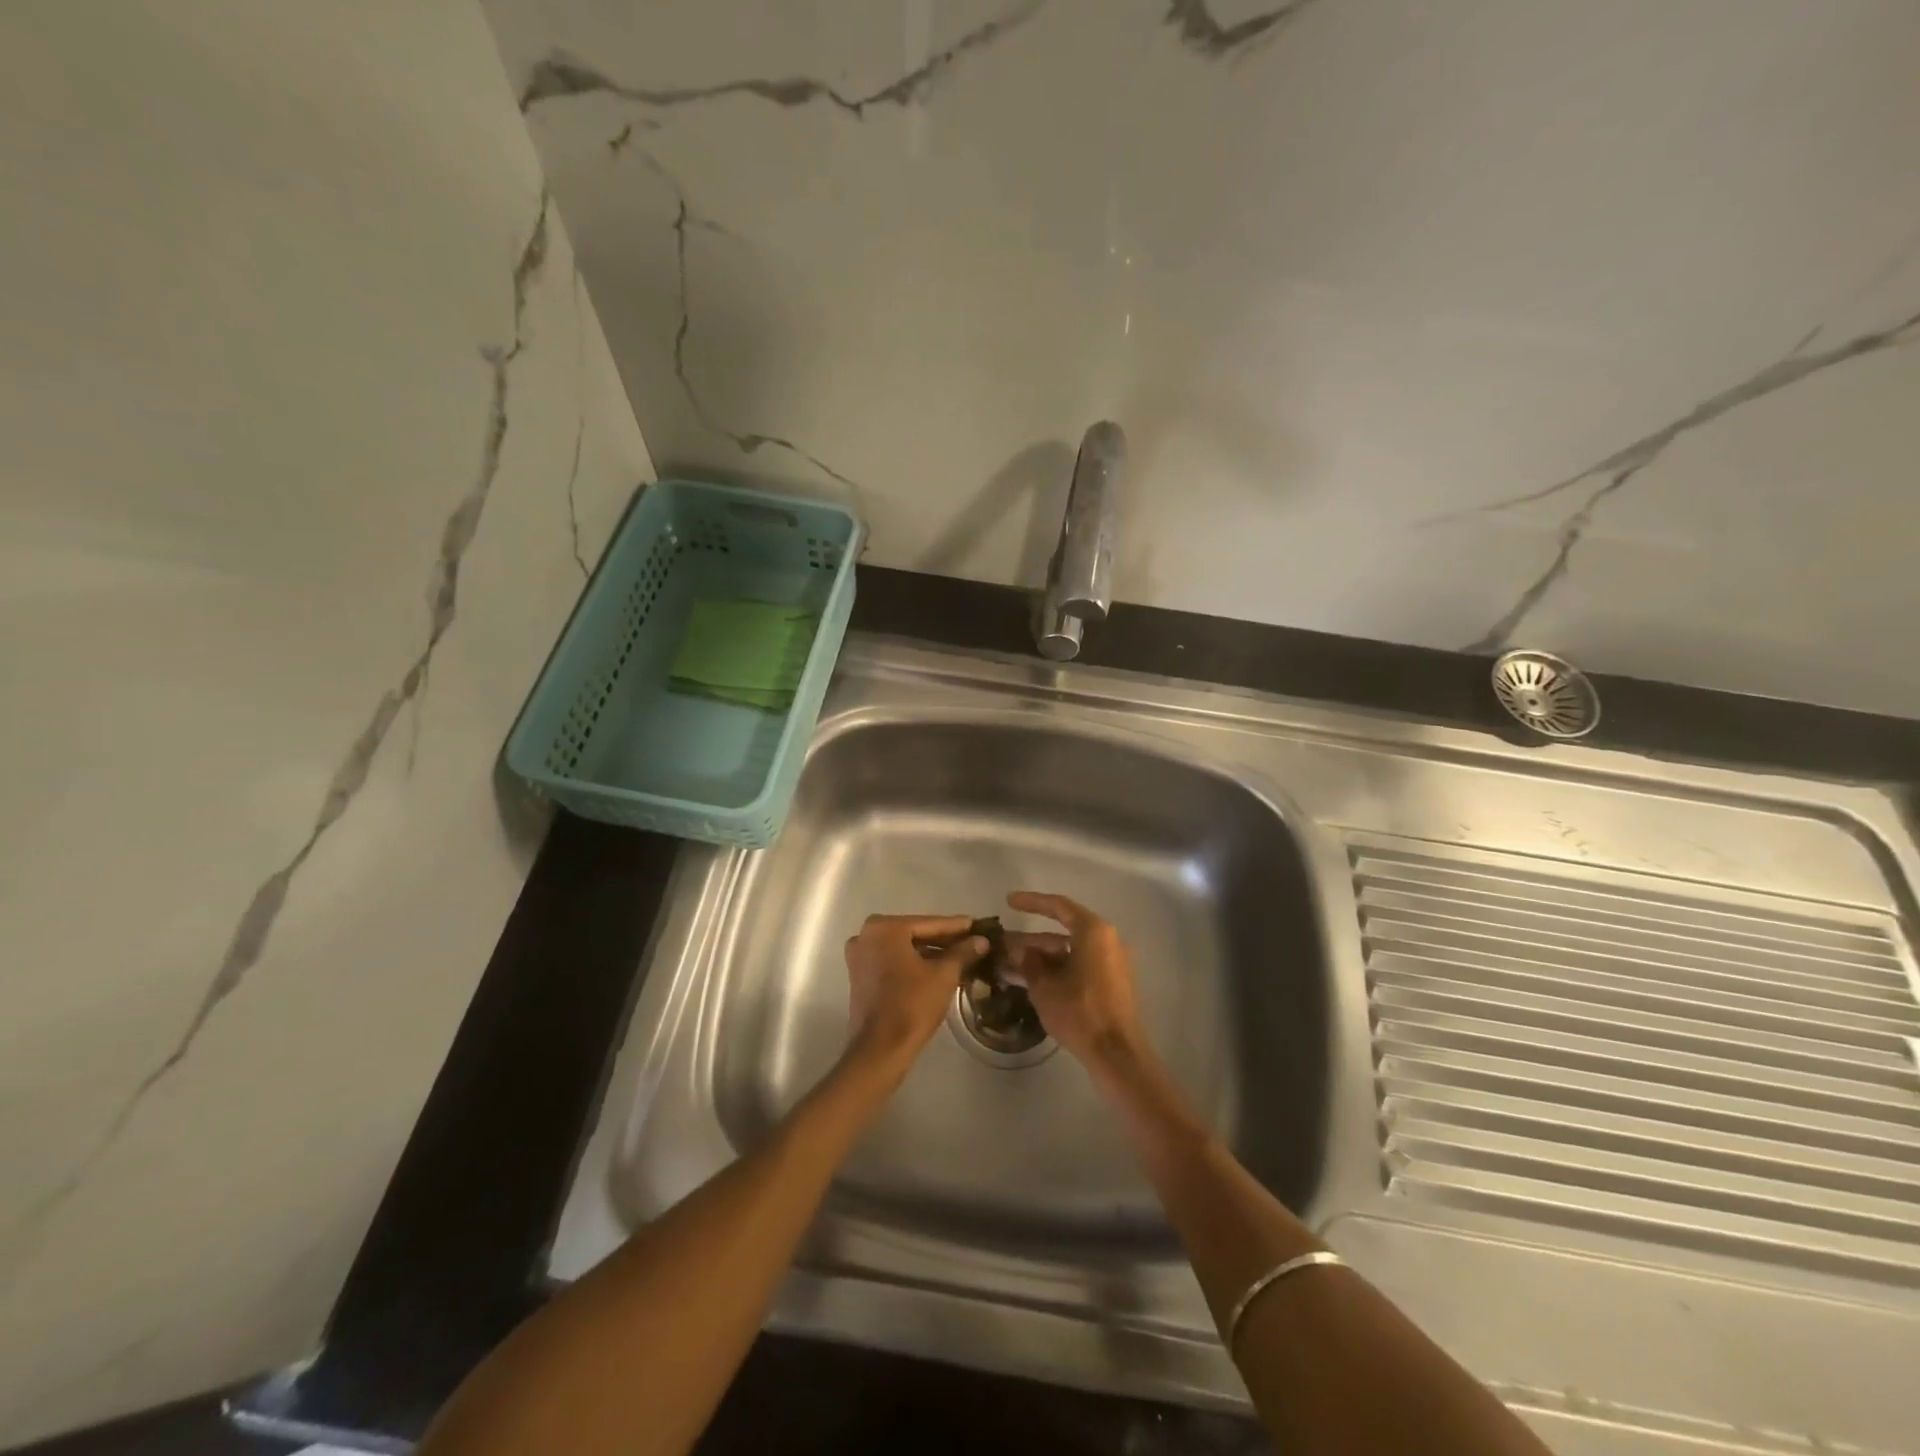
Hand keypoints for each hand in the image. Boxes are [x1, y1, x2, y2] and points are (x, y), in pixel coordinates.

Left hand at [844, 914, 986, 1074]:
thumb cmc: (912, 1005)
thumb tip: (981, 940)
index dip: (957, 927)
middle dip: (944, 940)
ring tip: (961, 957)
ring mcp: (860, 956)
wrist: (880, 1050)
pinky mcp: (860, 976)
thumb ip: (963, 952)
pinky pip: (892, 961)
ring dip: (930, 953)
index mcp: (884, 927)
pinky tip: (938, 970)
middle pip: (915, 934)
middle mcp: (866, 935)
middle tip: (973, 942)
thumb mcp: (944, 975)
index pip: (929, 923)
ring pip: (903, 949)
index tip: (978, 926)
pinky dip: (913, 964)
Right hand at [1004, 892, 1150, 1076]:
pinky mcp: (1112, 982)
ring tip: (1009, 966)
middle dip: (1030, 940)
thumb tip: (1021, 951)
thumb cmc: (1080, 1013)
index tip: (1009, 902)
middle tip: (1002, 945)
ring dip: (1041, 958)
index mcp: (1093, 932)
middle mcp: (1106, 940)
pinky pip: (1079, 966)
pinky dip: (1056, 970)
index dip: (1032, 902)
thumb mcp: (1045, 988)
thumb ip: (1029, 963)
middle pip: (1062, 931)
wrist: (1118, 1054)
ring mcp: (1111, 962)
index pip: (1058, 906)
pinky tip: (1031, 981)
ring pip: (1069, 951)